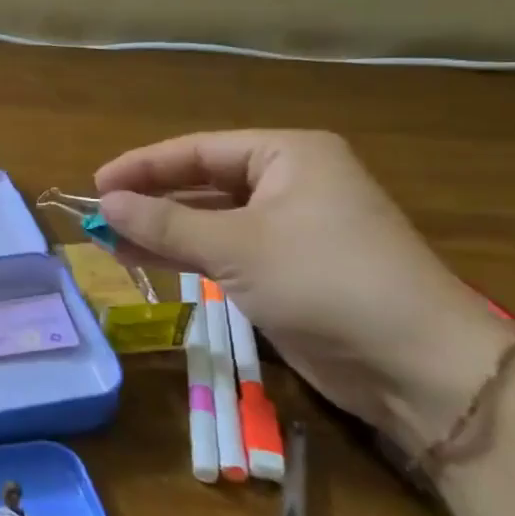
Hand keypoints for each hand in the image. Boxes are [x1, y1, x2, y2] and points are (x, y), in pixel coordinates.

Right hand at [95, 130, 513, 452]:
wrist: (417, 366)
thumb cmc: (326, 280)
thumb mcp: (237, 246)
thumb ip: (166, 223)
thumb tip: (105, 204)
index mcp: (288, 155)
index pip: (199, 150)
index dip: (144, 165)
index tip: (97, 183)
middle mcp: (289, 184)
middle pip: (203, 184)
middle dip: (151, 200)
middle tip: (99, 214)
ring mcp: (290, 229)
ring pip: (210, 221)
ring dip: (162, 231)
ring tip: (108, 240)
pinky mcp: (288, 271)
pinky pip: (224, 252)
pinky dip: (186, 256)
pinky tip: (144, 260)